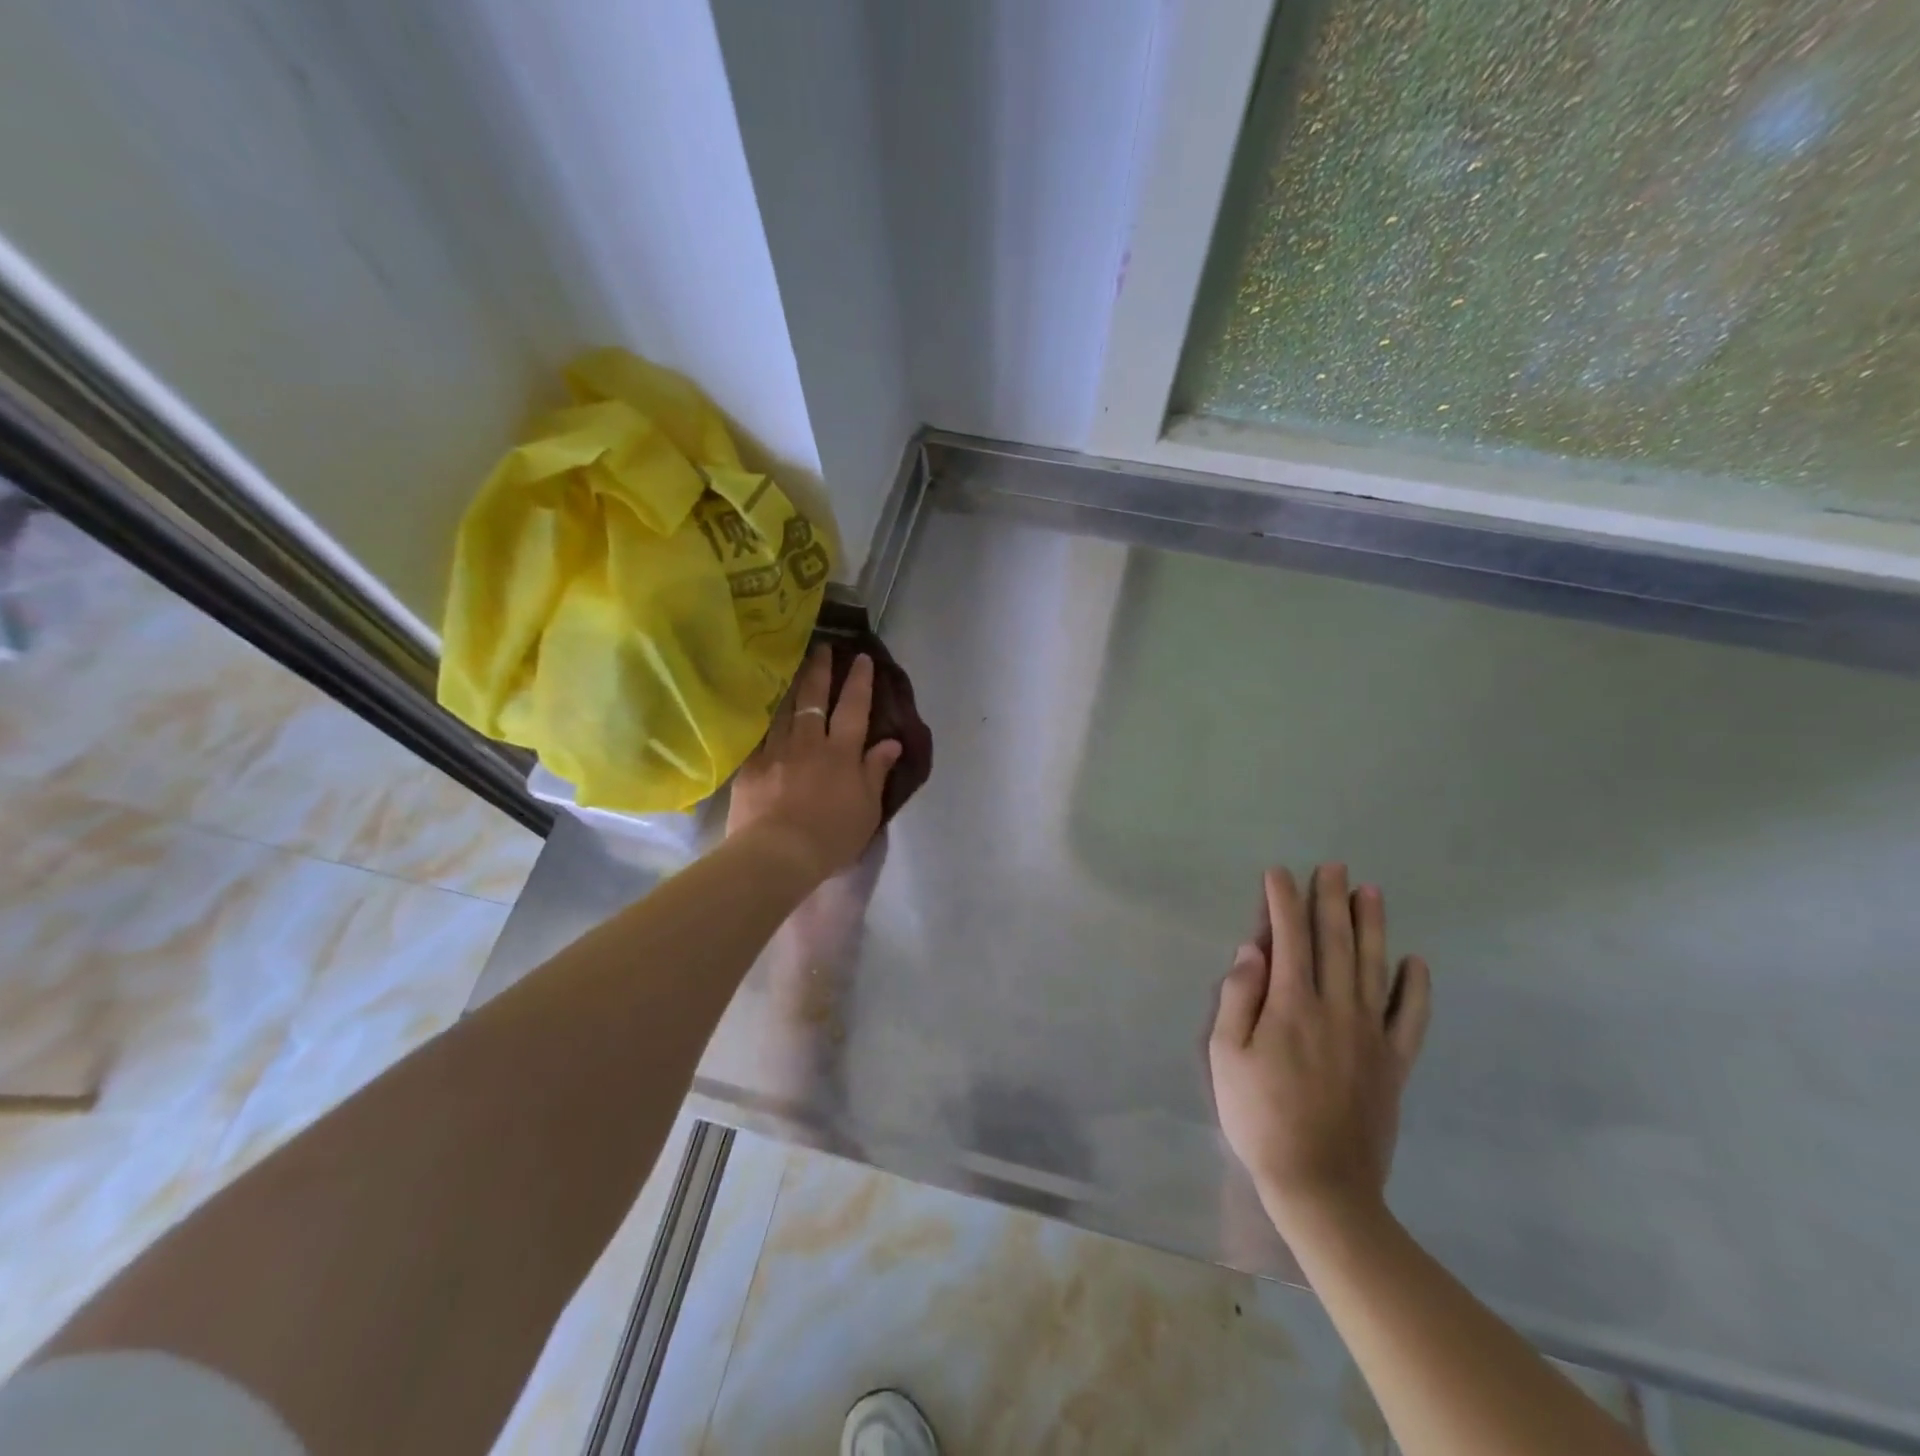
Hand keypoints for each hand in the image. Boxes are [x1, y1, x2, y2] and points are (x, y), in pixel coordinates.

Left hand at [727, 646, 902, 884]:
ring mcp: (775, 751)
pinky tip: (762, 708)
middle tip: (823, 648)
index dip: (859, 682)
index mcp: (841, 752)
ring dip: (791, 685)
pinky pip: (758, 734)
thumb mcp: (867, 808)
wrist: (777, 854)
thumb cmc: (831, 836)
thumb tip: (890, 742)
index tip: (862, 658)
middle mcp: (809, 742)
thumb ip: (876, 771)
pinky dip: (763, 718)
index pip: (854, 708)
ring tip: (793, 666)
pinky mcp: (750, 766)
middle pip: (814, 699)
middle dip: (821, 671)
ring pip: (784, 709)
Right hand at [1209, 864, 1431, 1238]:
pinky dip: (1416, 988)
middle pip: (1335, 942)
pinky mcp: (1393, 1064)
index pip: (1288, 938)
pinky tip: (1416, 962)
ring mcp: (1370, 1036)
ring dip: (1372, 926)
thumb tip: (1251, 951)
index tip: (1280, 873)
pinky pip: (1411, 1018)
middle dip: (1331, 900)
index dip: (1282, 902)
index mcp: (1290, 1005)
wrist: (1321, 1185)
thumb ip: (1238, 998)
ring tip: (1371, 892)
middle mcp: (1335, 1009)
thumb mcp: (1226, 1056)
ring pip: (1375, 968)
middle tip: (1333, 867)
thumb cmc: (1259, 1117)